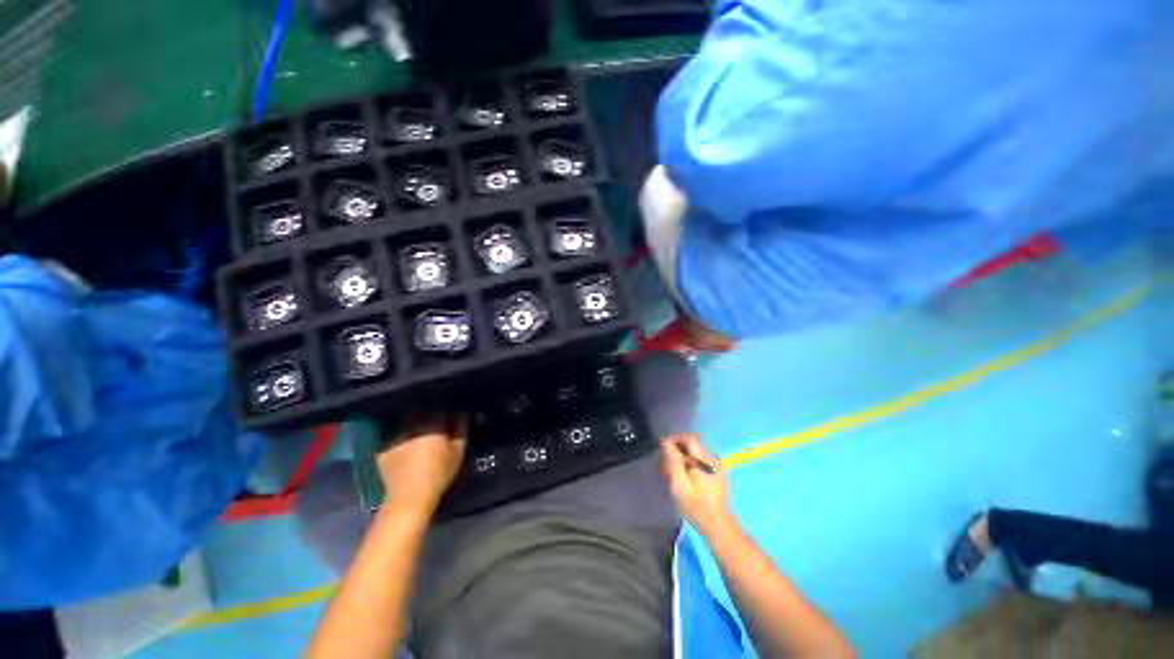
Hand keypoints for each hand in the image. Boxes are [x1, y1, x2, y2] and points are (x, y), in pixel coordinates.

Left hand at [378, 413, 466, 516]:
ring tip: (418, 432)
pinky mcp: (383, 448)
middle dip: (427, 415)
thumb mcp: (458, 451)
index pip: (439, 407)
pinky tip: (405, 446)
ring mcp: (395, 436)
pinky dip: (400, 438)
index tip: (449, 415)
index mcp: (431, 422)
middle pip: (420, 412)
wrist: (410, 497)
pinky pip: (394, 437)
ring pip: (405, 423)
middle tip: (434, 423)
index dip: (445, 410)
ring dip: (412, 425)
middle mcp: (411, 424)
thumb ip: (461, 429)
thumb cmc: (439, 472)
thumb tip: (461, 414)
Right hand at [659, 434, 731, 536]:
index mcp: (705, 460)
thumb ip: (673, 461)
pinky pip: (700, 460)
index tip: (663, 448)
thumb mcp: (679, 484)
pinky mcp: (717, 472)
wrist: (717, 525)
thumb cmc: (696, 506)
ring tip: (672, 470)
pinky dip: (689, 463)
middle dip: (677, 449)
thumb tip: (666, 442)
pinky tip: (683, 475)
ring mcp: (717, 465)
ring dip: (682, 456)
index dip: (675, 439)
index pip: (689, 438)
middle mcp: (712, 458)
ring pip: (695, 452)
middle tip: (665, 462)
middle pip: (692, 444)